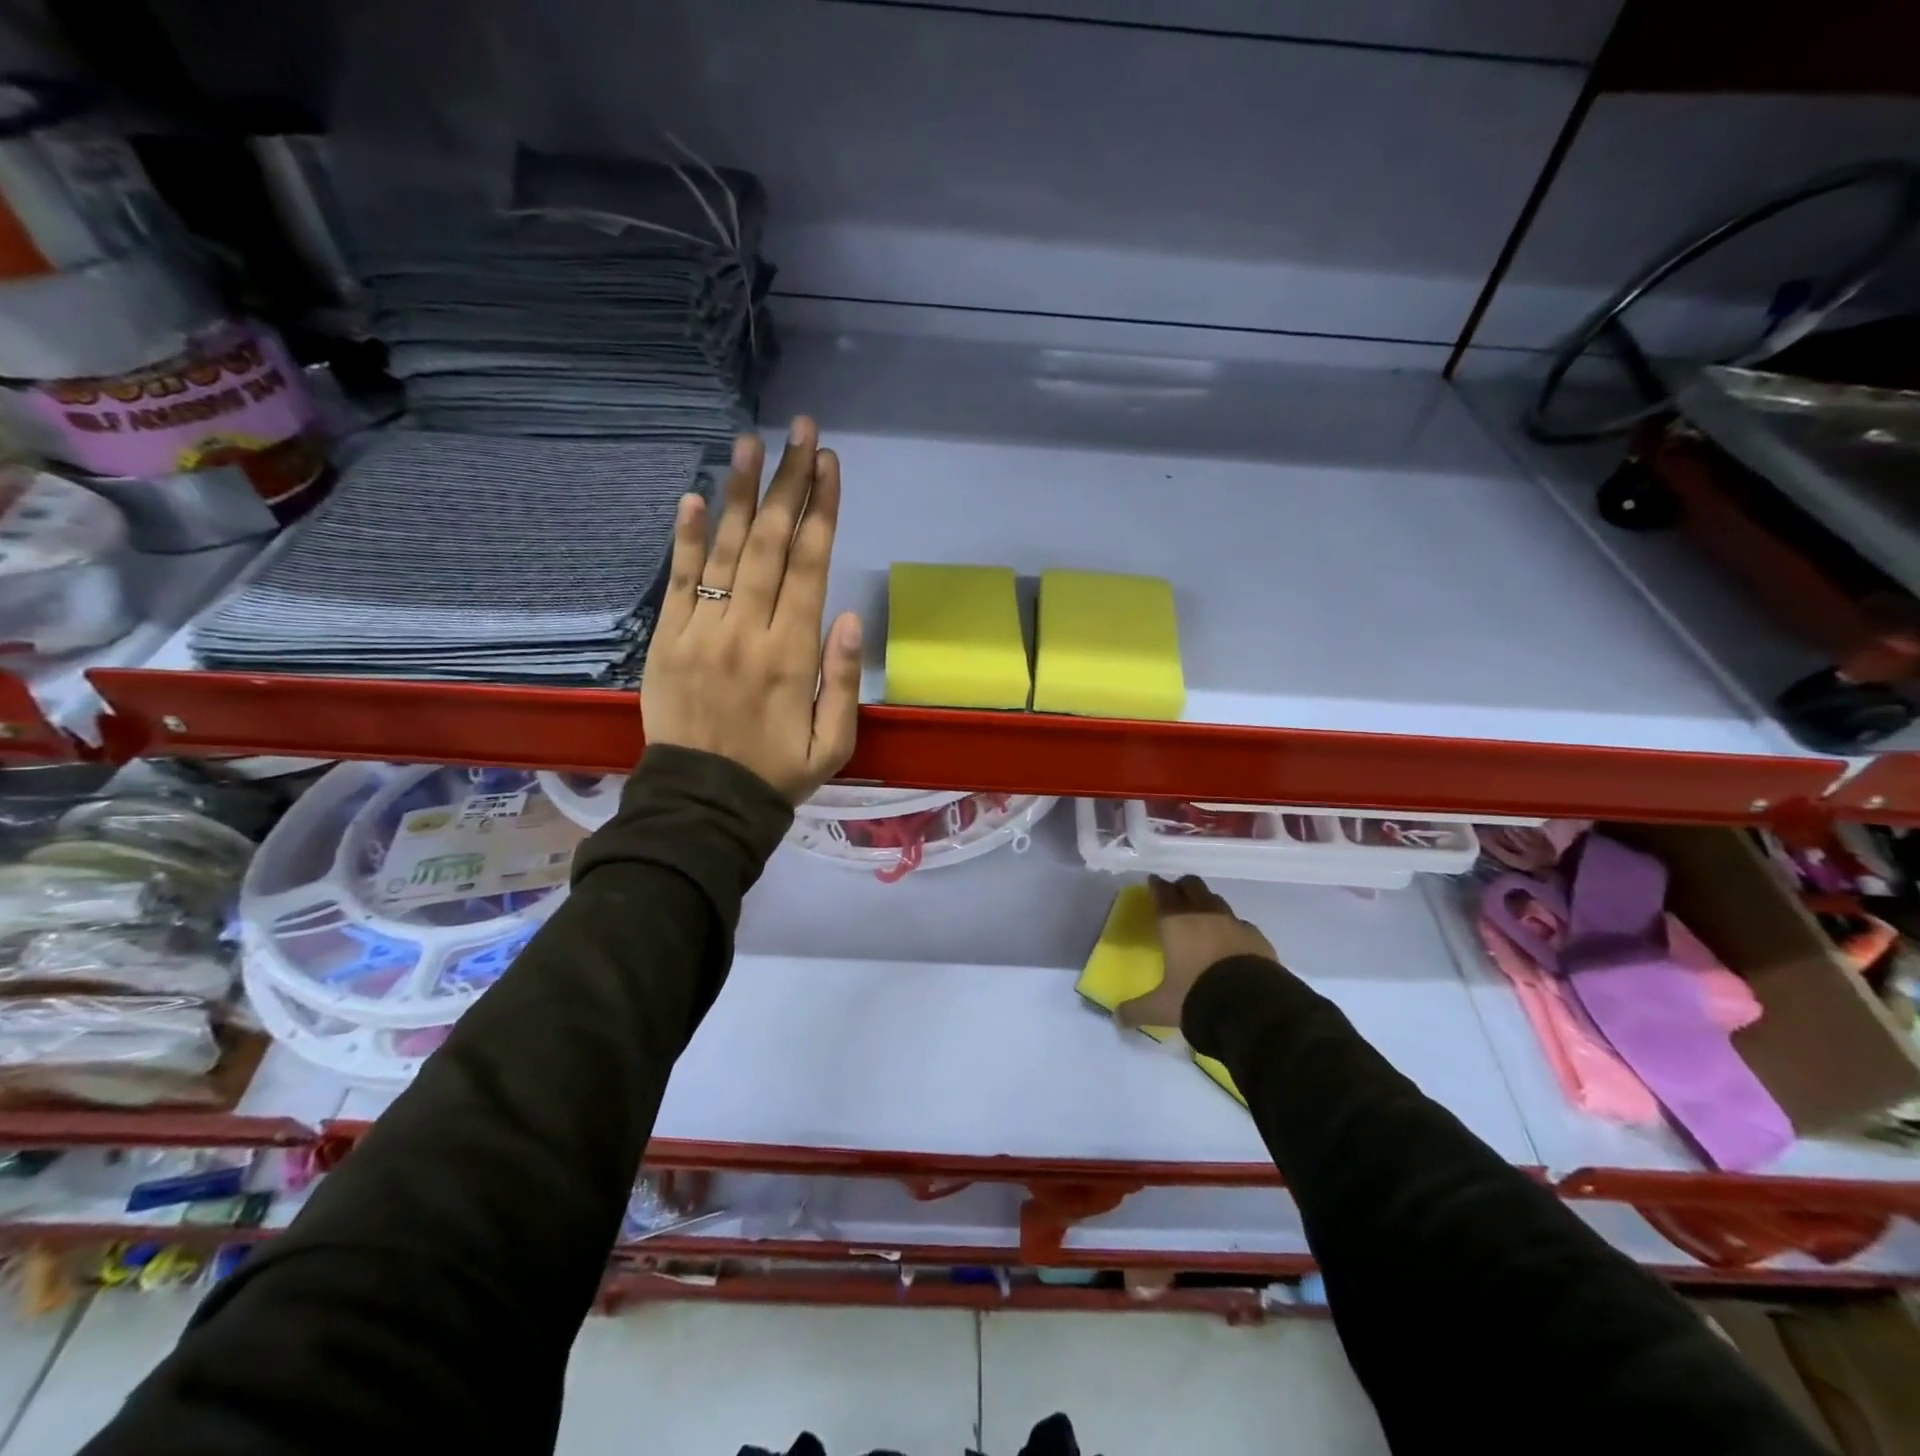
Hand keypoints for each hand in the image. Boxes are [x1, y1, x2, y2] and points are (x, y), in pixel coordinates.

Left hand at [642, 416, 863, 805]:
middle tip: (800, 431)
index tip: (829, 464)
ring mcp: (702, 631)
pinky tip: (695, 496)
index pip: (811, 566)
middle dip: (789, 483)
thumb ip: (843, 681)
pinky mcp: (667, 640)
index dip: (822, 510)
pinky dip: (686, 538)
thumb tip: (851, 617)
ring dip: (741, 494)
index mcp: (793, 654)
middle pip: (772, 544)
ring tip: (751, 443)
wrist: (704, 804)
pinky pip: (678, 580)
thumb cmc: (777, 773)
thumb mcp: (835, 744)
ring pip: (726, 550)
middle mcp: (749, 630)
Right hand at [1116, 875, 1277, 1029]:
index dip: (1156, 886)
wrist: (1252, 1006)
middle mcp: (1204, 915)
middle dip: (1182, 887)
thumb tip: (1117, 1018)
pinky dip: (1231, 927)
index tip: (1153, 882)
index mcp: (1175, 923)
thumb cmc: (1196, 997)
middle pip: (1192, 886)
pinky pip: (1240, 923)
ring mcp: (1233, 923)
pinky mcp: (1257, 937)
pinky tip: (1231, 940)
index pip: (1162, 893)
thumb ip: (1137, 1009)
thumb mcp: (1161, 1008)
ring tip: (1202, 916)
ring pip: (1217, 900)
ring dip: (1207, 903)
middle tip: (1176, 895)